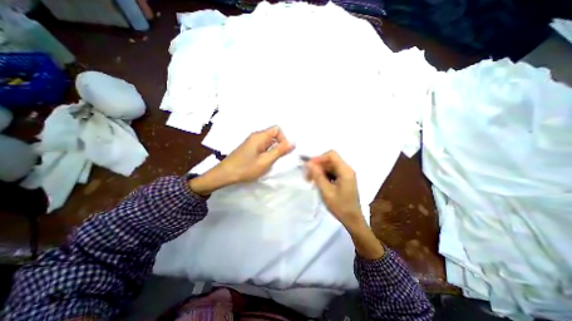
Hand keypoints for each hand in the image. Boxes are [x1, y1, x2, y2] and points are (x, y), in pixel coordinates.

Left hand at [189, 125, 293, 194]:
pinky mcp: (249, 148)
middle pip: (273, 135)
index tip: (283, 151)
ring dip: (273, 150)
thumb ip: (280, 151)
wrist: (225, 174)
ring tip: (269, 162)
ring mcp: (251, 142)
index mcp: (260, 136)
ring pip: (268, 142)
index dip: (284, 138)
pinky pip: (263, 146)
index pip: (277, 129)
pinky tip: (263, 162)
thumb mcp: (266, 161)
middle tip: (277, 159)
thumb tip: (293, 142)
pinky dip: (267, 153)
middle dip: (279, 145)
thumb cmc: (246, 168)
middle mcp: (256, 136)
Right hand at [308, 150, 361, 227]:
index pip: (331, 155)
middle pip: (330, 160)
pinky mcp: (343, 179)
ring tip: (310, 180)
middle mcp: (347, 170)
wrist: (352, 219)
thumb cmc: (340, 206)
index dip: (319, 158)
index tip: (309, 167)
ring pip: (329, 166)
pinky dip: (324, 175)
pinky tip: (318, 183)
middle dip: (317, 166)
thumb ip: (318, 176)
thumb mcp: (326, 191)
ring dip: (319, 171)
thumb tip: (308, 163)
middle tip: (307, 176)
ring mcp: (346, 174)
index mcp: (345, 171)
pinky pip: (332, 172)